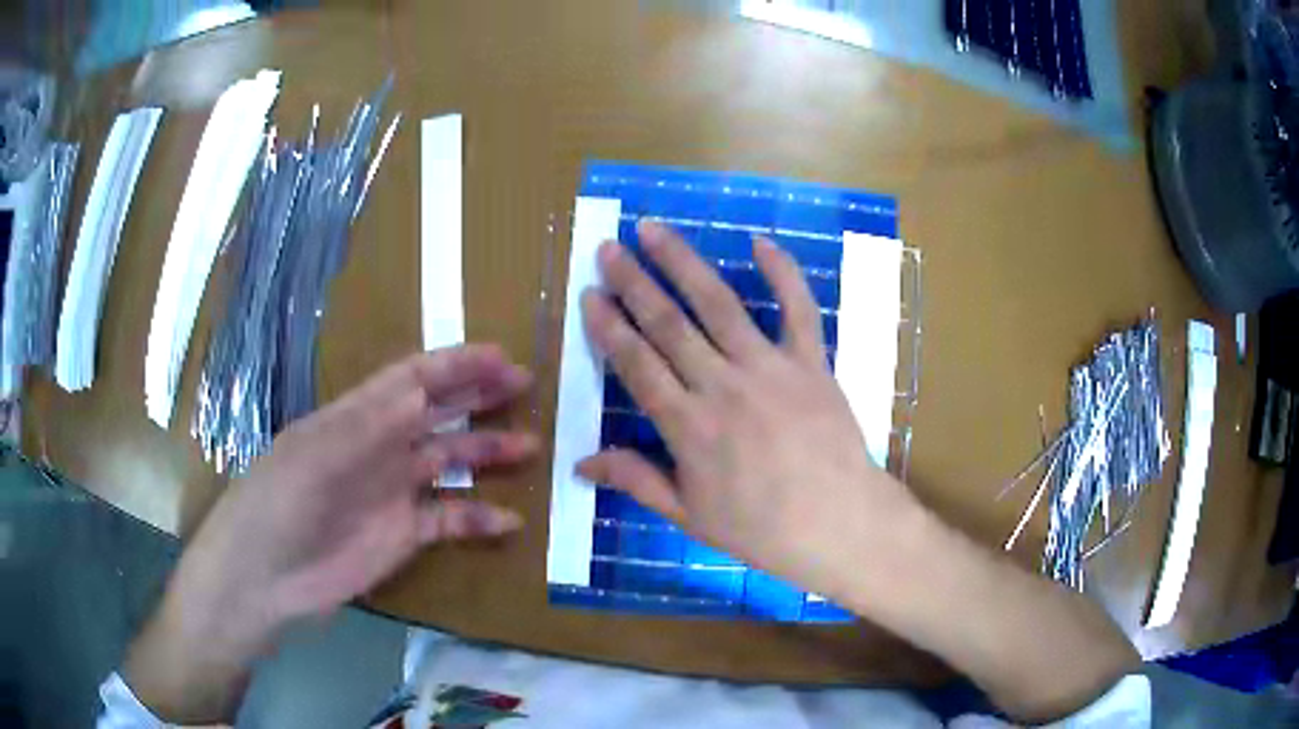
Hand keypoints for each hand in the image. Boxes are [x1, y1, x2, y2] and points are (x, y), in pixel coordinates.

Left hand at [125, 345, 536, 721]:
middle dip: (478, 396)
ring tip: (529, 448)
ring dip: (487, 454)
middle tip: (526, 386)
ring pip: (448, 463)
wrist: (264, 580)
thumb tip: (423, 391)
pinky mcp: (402, 536)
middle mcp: (379, 448)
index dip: (455, 365)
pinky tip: (508, 523)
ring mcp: (392, 493)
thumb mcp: (315, 458)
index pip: (412, 379)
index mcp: (355, 418)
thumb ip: (368, 427)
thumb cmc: (278, 506)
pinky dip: (478, 519)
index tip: (501, 357)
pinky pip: (448, 520)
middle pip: (436, 413)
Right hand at [577, 221, 924, 598]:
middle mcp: (722, 385)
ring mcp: (769, 367)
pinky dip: (782, 272)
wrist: (839, 524)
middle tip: (609, 248)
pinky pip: (797, 308)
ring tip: (653, 230)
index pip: (636, 364)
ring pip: (718, 304)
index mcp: (688, 426)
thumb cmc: (761, 529)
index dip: (609, 326)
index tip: (590, 294)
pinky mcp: (811, 362)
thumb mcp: (690, 516)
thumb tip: (580, 462)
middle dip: (633, 283)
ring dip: (683, 263)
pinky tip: (760, 242)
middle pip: (668, 324)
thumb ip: (637, 481)